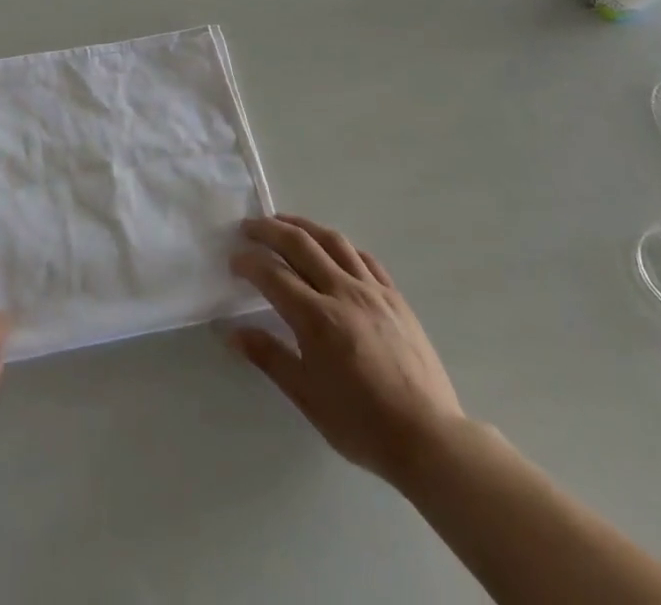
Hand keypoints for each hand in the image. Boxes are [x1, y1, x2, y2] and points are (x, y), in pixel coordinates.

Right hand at [229, 215, 464, 487]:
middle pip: (300, 244)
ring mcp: (372, 290)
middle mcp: (343, 292)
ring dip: (303, 225)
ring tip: (284, 223)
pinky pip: (364, 257)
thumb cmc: (361, 424)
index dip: (249, 262)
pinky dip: (340, 245)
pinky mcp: (395, 296)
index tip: (233, 259)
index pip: (273, 274)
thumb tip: (232, 333)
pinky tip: (332, 248)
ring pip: (333, 240)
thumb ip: (269, 357)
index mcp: (317, 319)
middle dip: (269, 230)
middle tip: (249, 226)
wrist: (429, 437)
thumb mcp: (307, 398)